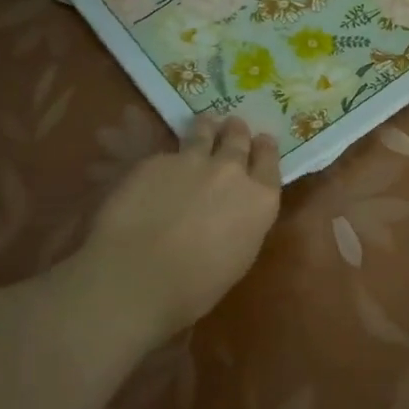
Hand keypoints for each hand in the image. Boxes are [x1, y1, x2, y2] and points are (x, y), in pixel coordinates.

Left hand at [83, 115, 281, 335]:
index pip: (269, 161)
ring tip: (206, 122)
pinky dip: (171, 157)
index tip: (262, 142)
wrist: (138, 276)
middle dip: (237, 132)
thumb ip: (244, 222)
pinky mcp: (156, 160)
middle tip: (234, 126)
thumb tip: (234, 210)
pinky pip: (169, 153)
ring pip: (204, 132)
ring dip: (208, 127)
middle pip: (238, 140)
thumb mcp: (239, 256)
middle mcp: (231, 171)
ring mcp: (192, 161)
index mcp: (260, 200)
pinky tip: (163, 165)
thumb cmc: (196, 286)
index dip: (265, 148)